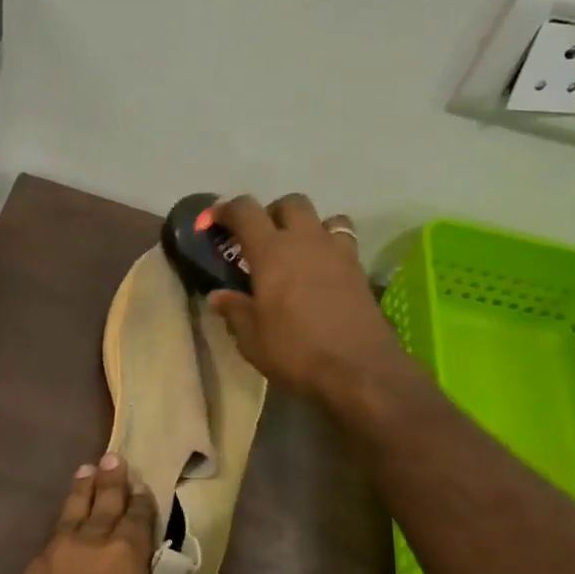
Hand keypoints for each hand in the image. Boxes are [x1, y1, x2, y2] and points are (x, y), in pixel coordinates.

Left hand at [0, 455, 197, 573]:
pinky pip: (49, 544)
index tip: (144, 484)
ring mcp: (49, 562)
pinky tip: (62, 532)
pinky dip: (60, 530)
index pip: (138, 519)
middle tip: (113, 457)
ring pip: (69, 516)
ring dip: (81, 493)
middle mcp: (86, 550)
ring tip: (86, 472)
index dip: (143, 501)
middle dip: (110, 481)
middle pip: (101, 505)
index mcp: (124, 562)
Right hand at [209, 193, 406, 404]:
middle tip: (260, 240)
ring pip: (324, 217)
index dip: (226, 209)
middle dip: (271, 213)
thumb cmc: (295, 352)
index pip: (245, 211)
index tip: (214, 221)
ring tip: (297, 253)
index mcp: (271, 252)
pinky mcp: (360, 270)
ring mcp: (338, 252)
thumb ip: (235, 311)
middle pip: (290, 203)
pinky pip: (343, 242)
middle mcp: (306, 241)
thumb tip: (219, 296)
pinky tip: (321, 274)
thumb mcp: (252, 338)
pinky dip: (329, 248)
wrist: (359, 370)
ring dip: (307, 227)